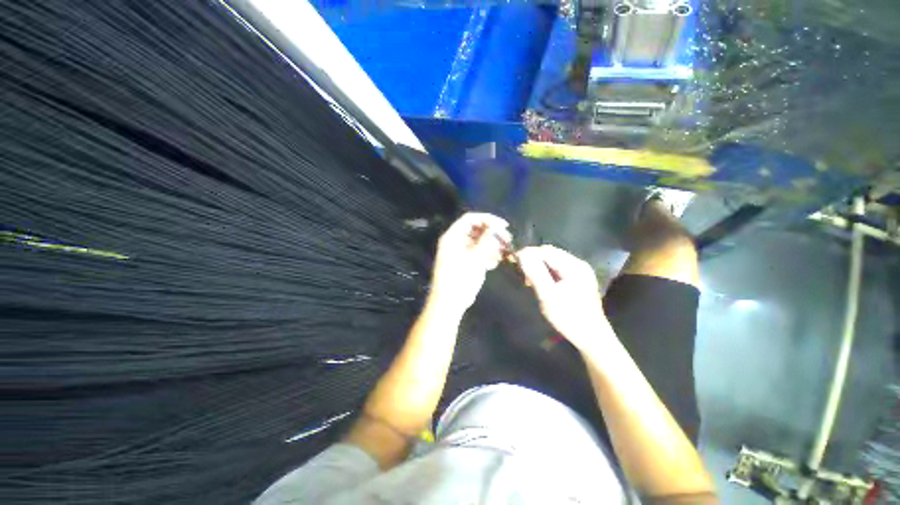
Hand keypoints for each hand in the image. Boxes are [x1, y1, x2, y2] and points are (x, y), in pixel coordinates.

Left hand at [429, 213, 509, 315]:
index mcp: (453, 237)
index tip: (503, 225)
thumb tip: (496, 227)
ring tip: (503, 252)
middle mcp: (455, 241)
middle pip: (475, 230)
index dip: (487, 219)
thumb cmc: (460, 279)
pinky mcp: (465, 262)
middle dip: (492, 233)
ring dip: (491, 245)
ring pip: (478, 242)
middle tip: (507, 239)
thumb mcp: (475, 259)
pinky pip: (477, 252)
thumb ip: (486, 241)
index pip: (470, 219)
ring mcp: (460, 252)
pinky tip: (494, 262)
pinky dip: (487, 255)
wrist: (450, 303)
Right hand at [516, 245, 612, 352]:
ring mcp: (579, 272)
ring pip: (552, 262)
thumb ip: (535, 273)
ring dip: (538, 267)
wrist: (591, 337)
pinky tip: (539, 283)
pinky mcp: (577, 280)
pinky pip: (557, 270)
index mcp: (574, 266)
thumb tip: (522, 253)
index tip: (514, 262)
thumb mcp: (548, 295)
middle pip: (550, 254)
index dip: (529, 254)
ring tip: (528, 280)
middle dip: (533, 260)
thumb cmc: (569, 317)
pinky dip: (545, 273)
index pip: (546, 251)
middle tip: (521, 274)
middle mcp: (578, 264)